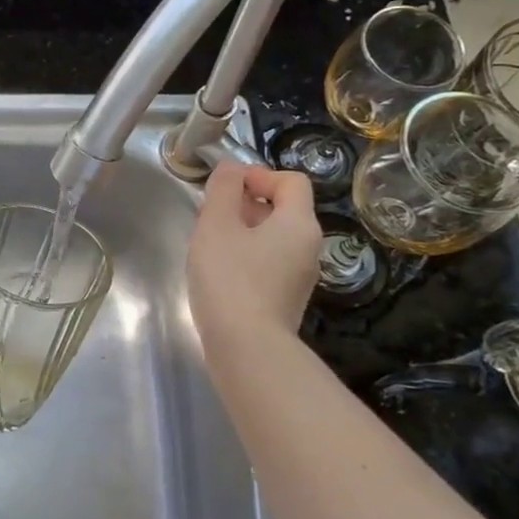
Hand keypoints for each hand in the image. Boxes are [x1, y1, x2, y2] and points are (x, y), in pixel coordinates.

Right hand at [187, 163, 322, 352]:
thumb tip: (232, 168)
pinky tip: (219, 275)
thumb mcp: (217, 225)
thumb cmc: (230, 279)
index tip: (225, 189)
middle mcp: (308, 247)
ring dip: (242, 233)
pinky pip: (268, 265)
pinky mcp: (285, 300)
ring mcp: (300, 277)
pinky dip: (246, 260)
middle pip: (282, 209)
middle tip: (210, 217)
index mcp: (299, 223)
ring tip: (210, 246)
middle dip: (245, 205)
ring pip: (273, 239)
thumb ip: (224, 189)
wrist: (246, 349)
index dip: (258, 175)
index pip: (291, 181)